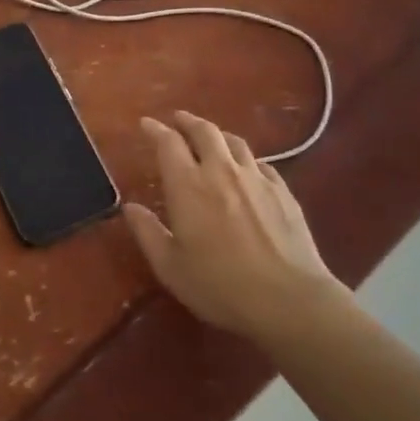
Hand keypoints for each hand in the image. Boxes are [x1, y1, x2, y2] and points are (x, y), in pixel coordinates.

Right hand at [123, 112, 350, 340]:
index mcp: (188, 185)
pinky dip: (246, 159)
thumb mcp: (170, 267)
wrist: (289, 300)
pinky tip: (247, 169)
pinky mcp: (284, 193)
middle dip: (188, 121)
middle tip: (177, 120)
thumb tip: (130, 207)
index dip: (155, 129)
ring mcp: (257, 179)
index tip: (146, 124)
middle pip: (204, 131)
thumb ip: (147, 232)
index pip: (168, 143)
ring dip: (217, 135)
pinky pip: (261, 163)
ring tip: (210, 139)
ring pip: (235, 142)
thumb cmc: (220, 286)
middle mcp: (221, 171)